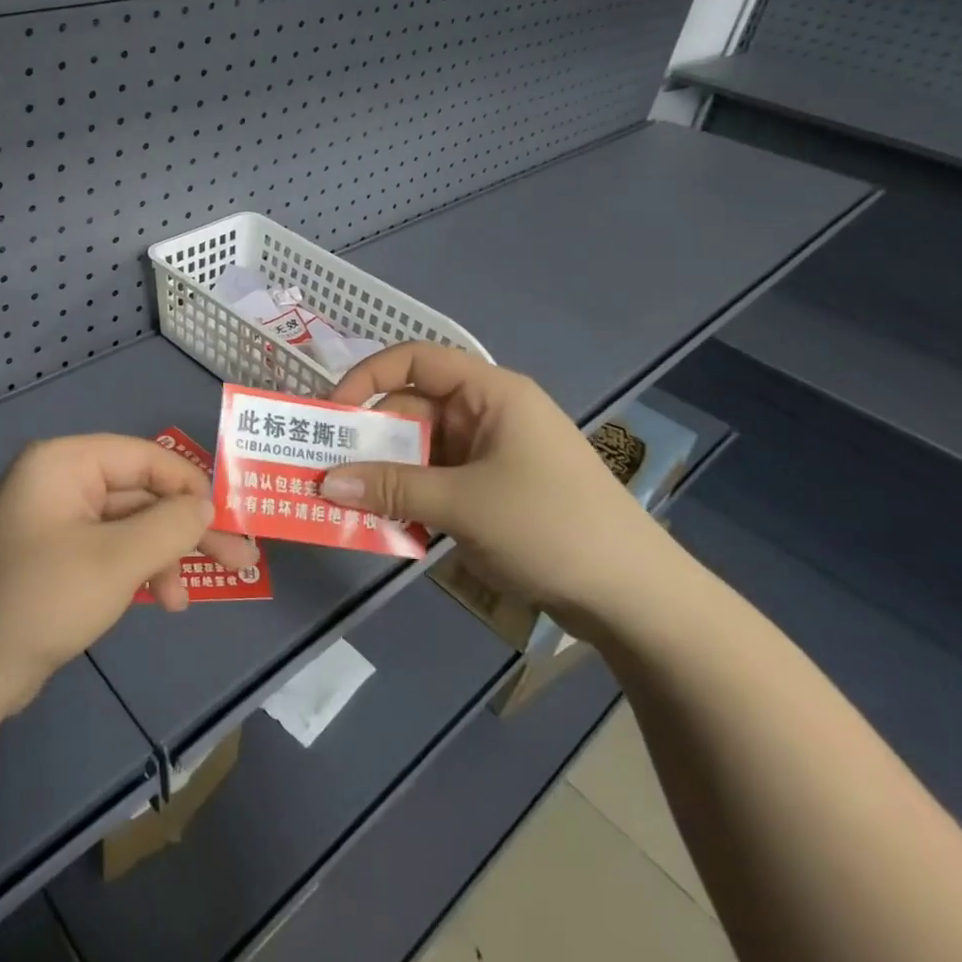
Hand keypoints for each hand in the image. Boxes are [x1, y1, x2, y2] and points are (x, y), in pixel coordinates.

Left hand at [0, 435, 258, 713]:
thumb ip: (170, 525)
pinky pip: (111, 548)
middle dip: (184, 528)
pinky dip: (138, 570)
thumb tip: (206, 504)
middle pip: (140, 493)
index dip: (190, 483)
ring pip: (129, 525)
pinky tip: (161, 600)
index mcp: (65, 462)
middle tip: (238, 557)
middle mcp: (60, 480)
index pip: (144, 456)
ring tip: (186, 600)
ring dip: (162, 557)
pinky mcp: (57, 555)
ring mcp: (57, 519)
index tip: (229, 516)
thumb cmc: (45, 598)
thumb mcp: (117, 559)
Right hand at [320, 343, 669, 631]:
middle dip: (368, 438)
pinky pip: (436, 480)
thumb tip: (325, 482)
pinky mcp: (493, 490)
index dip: (366, 376)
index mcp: (490, 393)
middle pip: (411, 409)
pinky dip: (409, 497)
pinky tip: (385, 524)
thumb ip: (391, 488)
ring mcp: (491, 453)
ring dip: (385, 474)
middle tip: (324, 468)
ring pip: (420, 450)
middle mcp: (487, 413)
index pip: (413, 359)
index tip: (331, 412)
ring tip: (344, 501)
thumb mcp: (463, 504)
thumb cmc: (551, 528)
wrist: (638, 601)